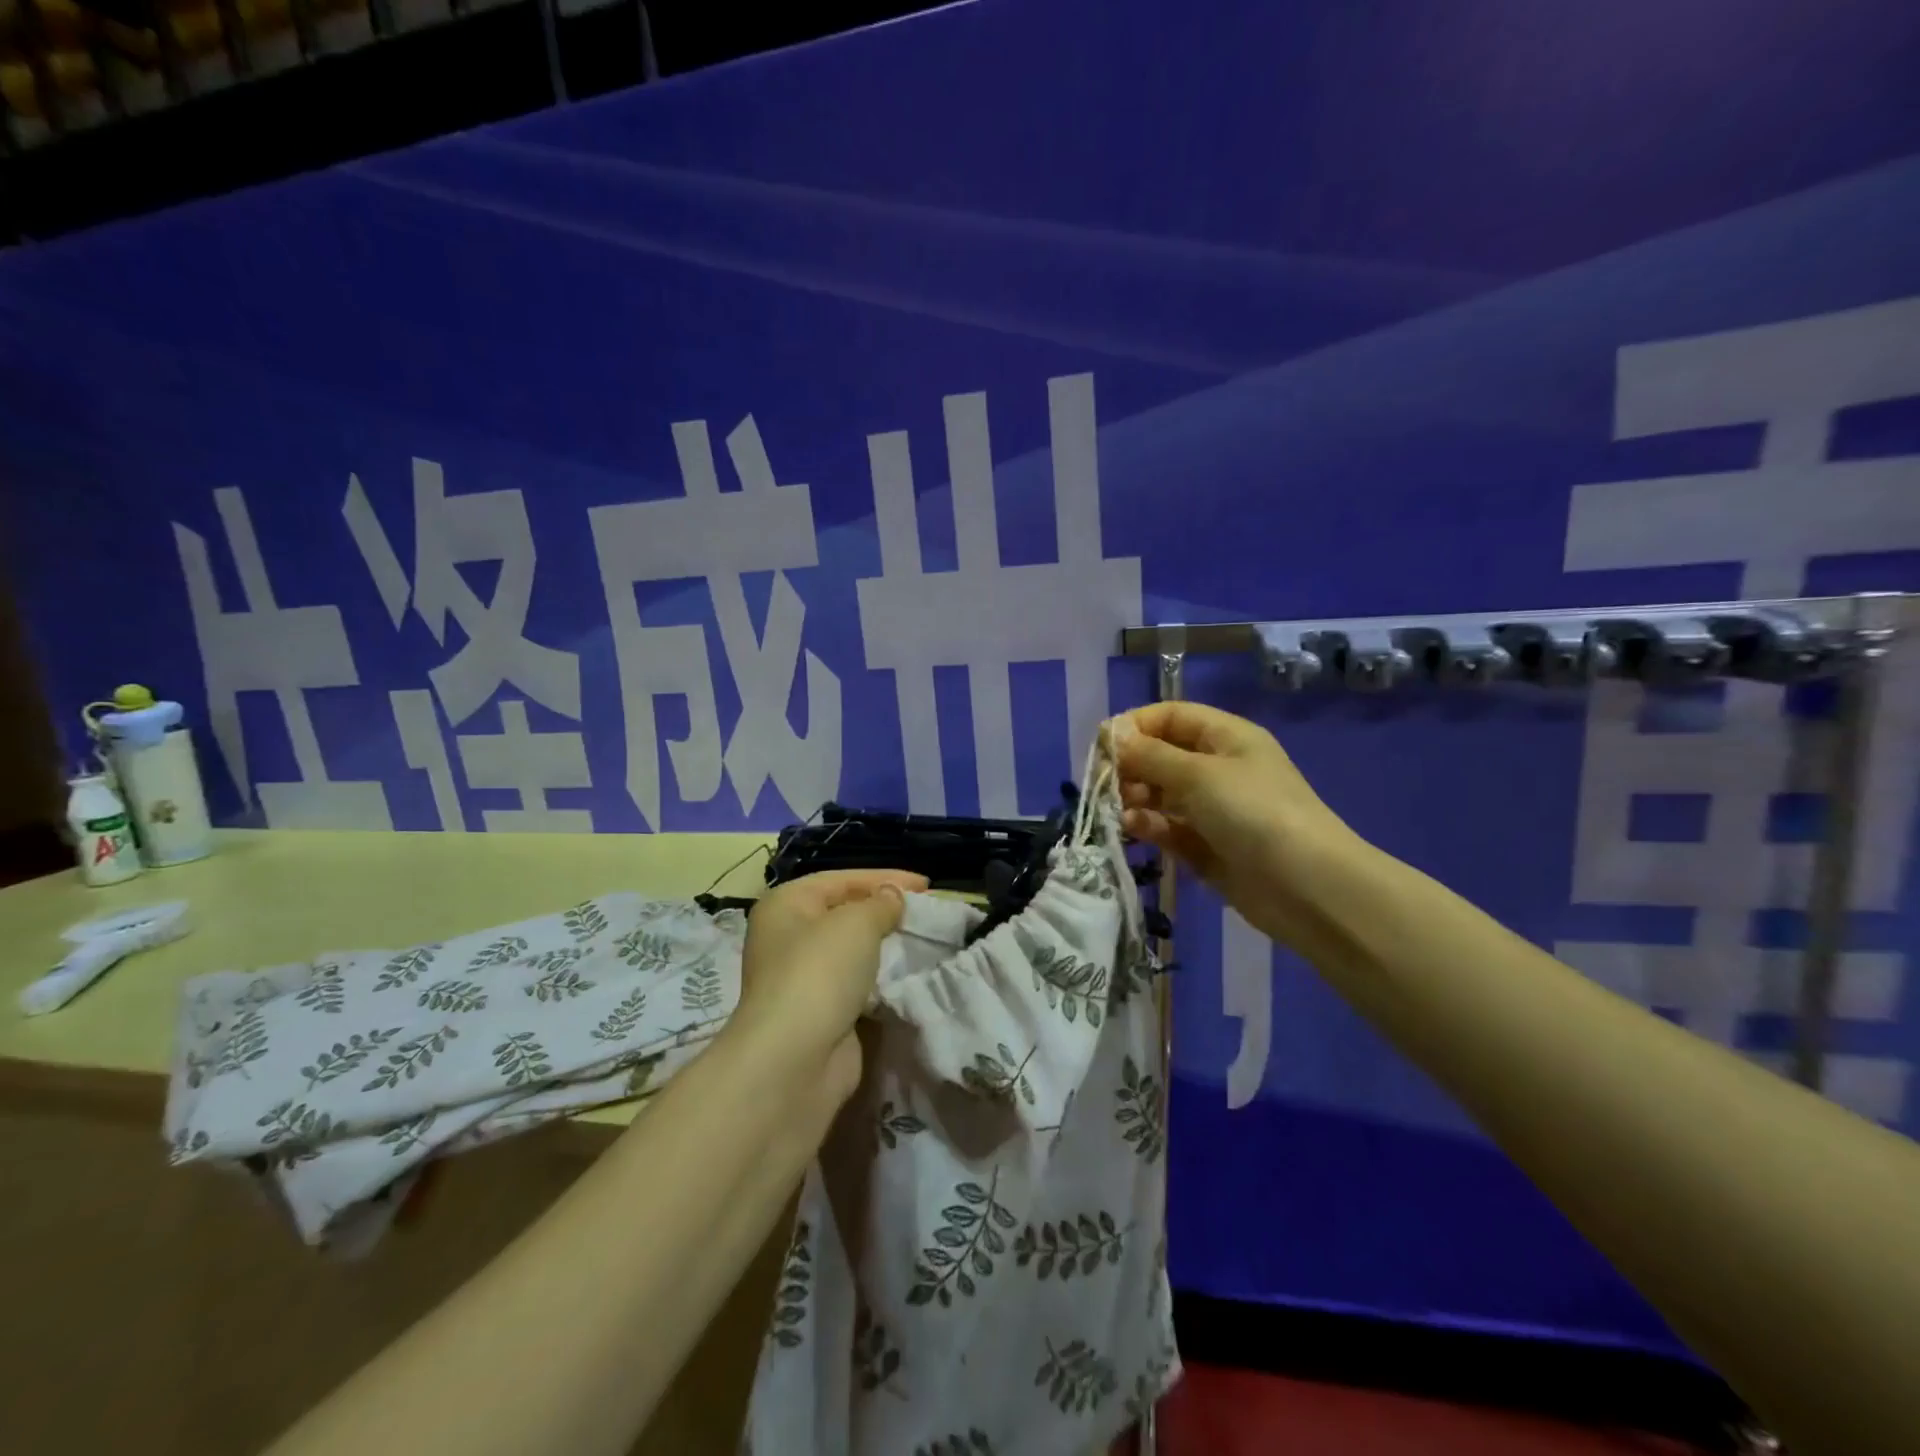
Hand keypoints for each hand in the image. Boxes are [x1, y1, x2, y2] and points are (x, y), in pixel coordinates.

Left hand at [729, 869, 925, 1102]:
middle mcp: (787, 937)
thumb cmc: (820, 973)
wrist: (795, 1059)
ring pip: (852, 951)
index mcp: (786, 904)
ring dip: (885, 947)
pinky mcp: (819, 1013)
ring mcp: (801, 978)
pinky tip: (908, 975)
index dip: (886, 877)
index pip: (842, 879)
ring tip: (924, 941)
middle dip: (886, 912)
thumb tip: (892, 898)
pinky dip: (880, 980)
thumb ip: (880, 904)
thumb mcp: (856, 923)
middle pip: (845, 913)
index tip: (928, 885)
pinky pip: (856, 985)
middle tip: (927, 913)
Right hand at [1110, 703, 1366, 946]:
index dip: (1135, 725)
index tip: (1102, 746)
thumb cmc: (1254, 813)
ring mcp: (1213, 810)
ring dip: (1136, 798)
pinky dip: (1150, 826)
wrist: (1307, 887)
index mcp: (1226, 737)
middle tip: (1107, 785)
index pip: (1170, 716)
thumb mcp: (1198, 774)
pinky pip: (1169, 828)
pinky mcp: (1207, 847)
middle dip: (1131, 766)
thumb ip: (1149, 755)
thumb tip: (1111, 734)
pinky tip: (1134, 829)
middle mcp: (1218, 768)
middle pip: (1161, 755)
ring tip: (1121, 810)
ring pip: (1161, 794)